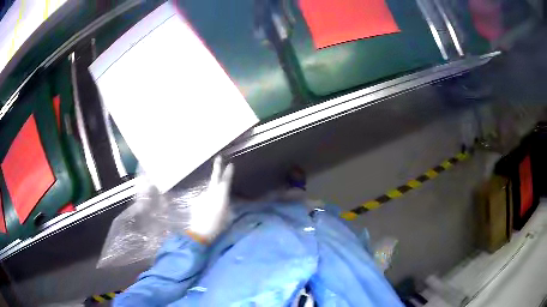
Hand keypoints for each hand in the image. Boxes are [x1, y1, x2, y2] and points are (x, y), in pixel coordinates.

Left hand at [188, 156, 233, 242]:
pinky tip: (207, 212)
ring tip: (213, 209)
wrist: (200, 232)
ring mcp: (202, 196)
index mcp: (220, 196)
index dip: (228, 172)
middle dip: (217, 167)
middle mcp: (210, 193)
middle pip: (214, 178)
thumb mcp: (228, 215)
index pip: (225, 181)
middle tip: (218, 157)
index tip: (231, 164)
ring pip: (209, 191)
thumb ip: (226, 205)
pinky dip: (207, 202)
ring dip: (212, 195)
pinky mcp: (196, 201)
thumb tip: (224, 200)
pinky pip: (204, 199)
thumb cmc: (218, 226)